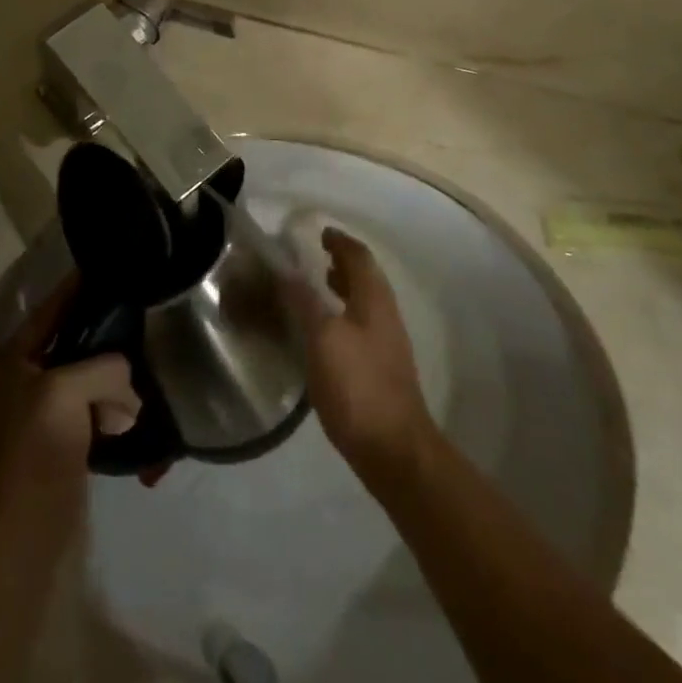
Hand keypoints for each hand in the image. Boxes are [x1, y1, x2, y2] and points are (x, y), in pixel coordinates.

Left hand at [0, 279, 138, 529]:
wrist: (29, 526)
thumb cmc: (38, 446)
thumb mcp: (67, 389)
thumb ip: (103, 366)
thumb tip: (127, 374)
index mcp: (15, 359)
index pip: (49, 310)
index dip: (75, 288)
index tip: (106, 267)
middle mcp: (26, 379)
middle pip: (71, 342)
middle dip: (103, 333)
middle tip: (137, 313)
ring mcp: (45, 412)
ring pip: (87, 376)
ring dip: (113, 375)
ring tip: (144, 361)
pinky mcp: (65, 440)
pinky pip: (96, 408)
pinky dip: (115, 406)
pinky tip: (137, 405)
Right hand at [285, 228, 432, 478]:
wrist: (394, 449)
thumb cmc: (357, 386)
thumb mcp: (323, 339)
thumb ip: (305, 302)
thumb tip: (287, 271)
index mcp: (374, 300)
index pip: (359, 257)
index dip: (340, 242)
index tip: (321, 232)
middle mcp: (385, 315)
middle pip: (366, 278)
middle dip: (342, 263)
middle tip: (316, 256)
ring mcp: (387, 344)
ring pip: (364, 303)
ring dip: (343, 288)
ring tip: (317, 286)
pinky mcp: (381, 369)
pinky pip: (360, 326)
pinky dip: (342, 314)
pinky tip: (323, 332)